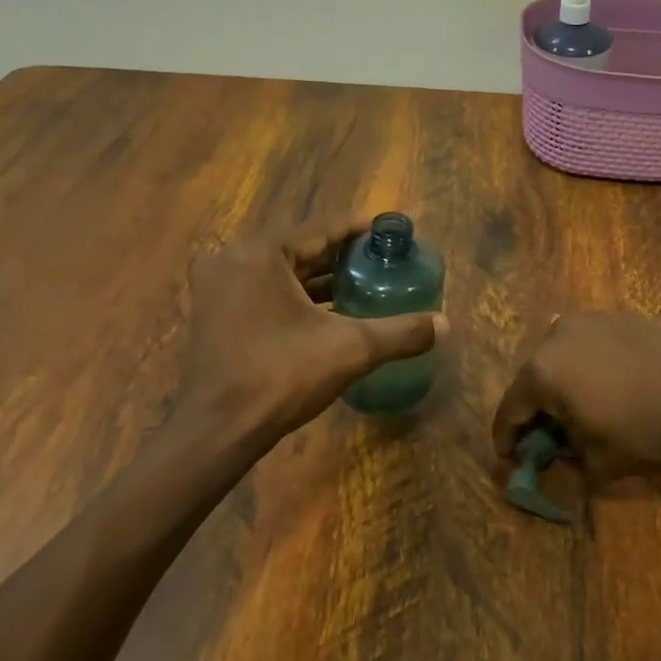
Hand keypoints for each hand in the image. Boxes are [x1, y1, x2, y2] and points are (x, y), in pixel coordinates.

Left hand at [179, 216, 447, 446]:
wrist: (218, 432)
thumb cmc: (281, 377)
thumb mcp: (350, 349)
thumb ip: (400, 332)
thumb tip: (446, 325)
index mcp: (260, 253)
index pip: (322, 228)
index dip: (361, 229)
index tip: (392, 232)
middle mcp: (234, 259)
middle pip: (301, 247)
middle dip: (343, 254)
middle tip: (383, 260)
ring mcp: (219, 286)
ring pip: (283, 271)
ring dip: (321, 276)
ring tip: (364, 282)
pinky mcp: (215, 312)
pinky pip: (265, 290)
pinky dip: (297, 295)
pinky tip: (330, 309)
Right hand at [489, 312, 660, 481]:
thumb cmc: (647, 432)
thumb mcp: (599, 463)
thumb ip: (568, 458)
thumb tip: (564, 452)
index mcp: (543, 371)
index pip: (510, 407)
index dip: (506, 437)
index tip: (508, 457)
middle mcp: (557, 335)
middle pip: (534, 376)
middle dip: (536, 406)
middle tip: (547, 433)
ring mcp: (591, 320)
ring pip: (562, 355)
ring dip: (563, 382)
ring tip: (581, 407)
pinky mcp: (621, 317)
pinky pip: (592, 344)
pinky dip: (591, 365)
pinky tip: (612, 385)